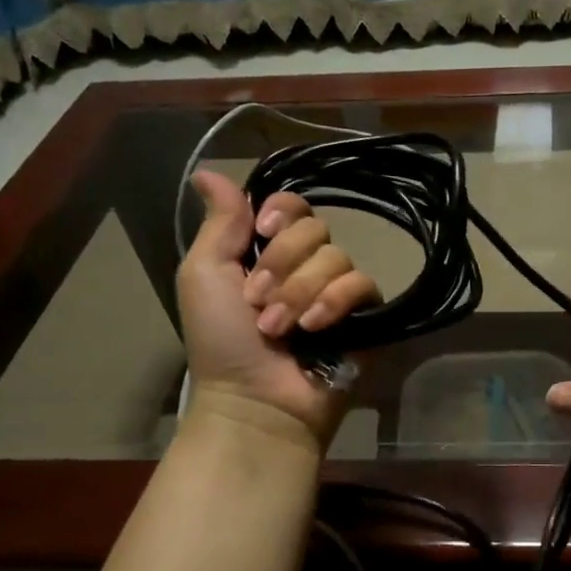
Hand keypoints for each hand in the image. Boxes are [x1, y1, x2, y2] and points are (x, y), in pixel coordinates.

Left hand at [176, 171, 377, 449]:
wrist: (255, 400)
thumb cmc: (221, 341)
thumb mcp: (204, 276)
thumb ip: (217, 225)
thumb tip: (206, 170)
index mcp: (268, 251)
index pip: (292, 205)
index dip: (284, 213)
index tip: (265, 233)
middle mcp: (306, 265)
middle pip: (315, 228)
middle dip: (283, 265)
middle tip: (259, 303)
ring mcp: (337, 290)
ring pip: (337, 257)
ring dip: (301, 293)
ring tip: (281, 330)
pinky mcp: (365, 315)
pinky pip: (363, 284)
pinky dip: (335, 303)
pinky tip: (315, 329)